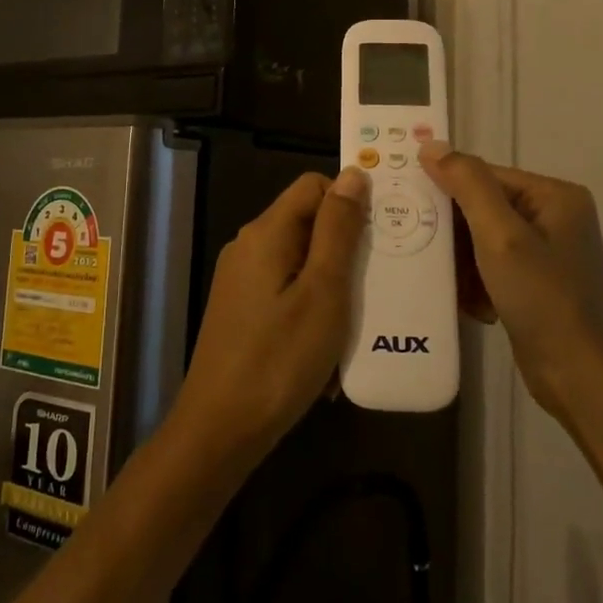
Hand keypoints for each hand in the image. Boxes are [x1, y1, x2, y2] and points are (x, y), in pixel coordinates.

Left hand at [173, 168, 368, 457]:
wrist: (221, 428)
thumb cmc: (280, 358)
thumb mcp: (323, 290)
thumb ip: (338, 230)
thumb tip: (353, 174)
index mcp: (266, 232)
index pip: (313, 186)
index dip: (349, 201)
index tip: (381, 235)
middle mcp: (249, 246)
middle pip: (307, 222)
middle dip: (345, 246)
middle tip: (380, 278)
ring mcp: (241, 279)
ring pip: (300, 260)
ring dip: (332, 282)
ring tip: (361, 315)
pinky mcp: (242, 309)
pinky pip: (286, 289)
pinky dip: (312, 305)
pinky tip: (330, 344)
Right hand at [418, 142, 602, 422]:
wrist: (582, 379)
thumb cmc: (544, 299)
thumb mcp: (501, 236)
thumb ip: (467, 185)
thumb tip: (431, 144)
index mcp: (555, 196)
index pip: (486, 176)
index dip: (446, 189)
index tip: (407, 206)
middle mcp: (554, 218)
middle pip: (483, 209)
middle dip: (454, 234)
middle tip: (420, 248)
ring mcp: (547, 254)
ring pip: (483, 242)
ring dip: (463, 264)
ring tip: (450, 285)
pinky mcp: (537, 286)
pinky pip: (493, 269)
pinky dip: (477, 285)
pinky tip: (472, 305)